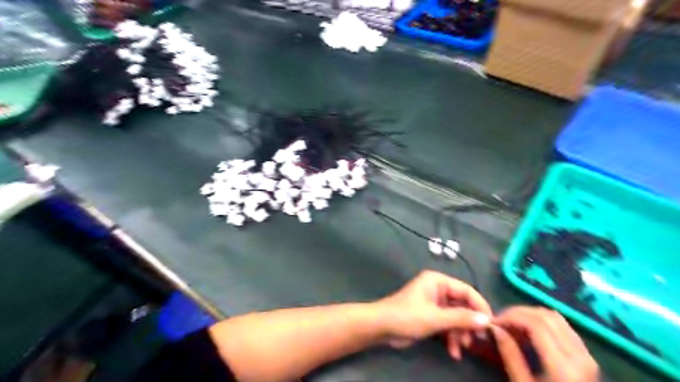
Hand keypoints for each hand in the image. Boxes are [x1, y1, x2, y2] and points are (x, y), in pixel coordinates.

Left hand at [374, 269, 492, 353]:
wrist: (382, 327)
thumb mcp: (436, 318)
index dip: (480, 306)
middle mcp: (437, 289)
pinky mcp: (430, 316)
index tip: (492, 324)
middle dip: (468, 323)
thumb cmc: (407, 316)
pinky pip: (447, 324)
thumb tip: (486, 320)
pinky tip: (453, 352)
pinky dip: (451, 337)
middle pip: (462, 305)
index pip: (466, 290)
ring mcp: (433, 303)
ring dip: (460, 333)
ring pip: (455, 317)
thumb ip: (461, 318)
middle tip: (477, 340)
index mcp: (438, 281)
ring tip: (461, 348)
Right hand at [492, 307, 595, 380]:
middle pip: (546, 316)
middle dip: (519, 313)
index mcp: (563, 366)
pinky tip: (530, 331)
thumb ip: (510, 355)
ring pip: (556, 318)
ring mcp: (587, 356)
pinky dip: (544, 322)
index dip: (511, 317)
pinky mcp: (587, 358)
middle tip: (502, 321)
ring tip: (513, 324)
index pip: (535, 324)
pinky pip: (564, 328)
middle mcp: (580, 356)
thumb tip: (494, 328)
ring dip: (532, 315)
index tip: (494, 322)